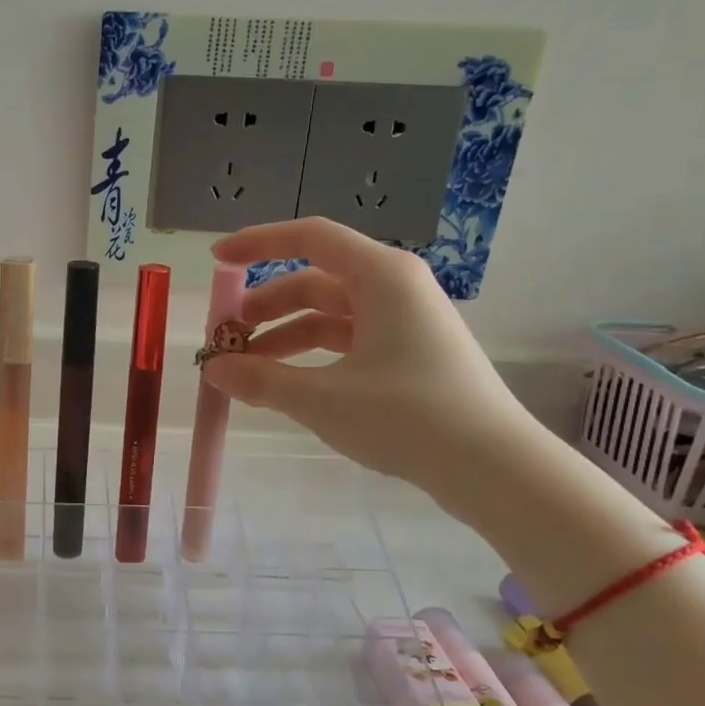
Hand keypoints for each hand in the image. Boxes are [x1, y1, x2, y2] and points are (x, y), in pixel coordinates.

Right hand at [200, 218, 537, 501]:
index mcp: (382, 276)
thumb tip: (213, 369)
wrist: (491, 467)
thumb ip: (260, 380)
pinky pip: (347, 343)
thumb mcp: (321, 398)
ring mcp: (405, 323)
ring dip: (284, 337)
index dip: (258, 243)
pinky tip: (286, 385)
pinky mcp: (410, 356)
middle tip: (228, 338)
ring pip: (329, 316)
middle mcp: (395, 289)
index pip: (310, 238)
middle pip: (314, 281)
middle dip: (266, 307)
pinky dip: (311, 358)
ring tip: (247, 371)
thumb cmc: (406, 416)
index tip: (217, 261)